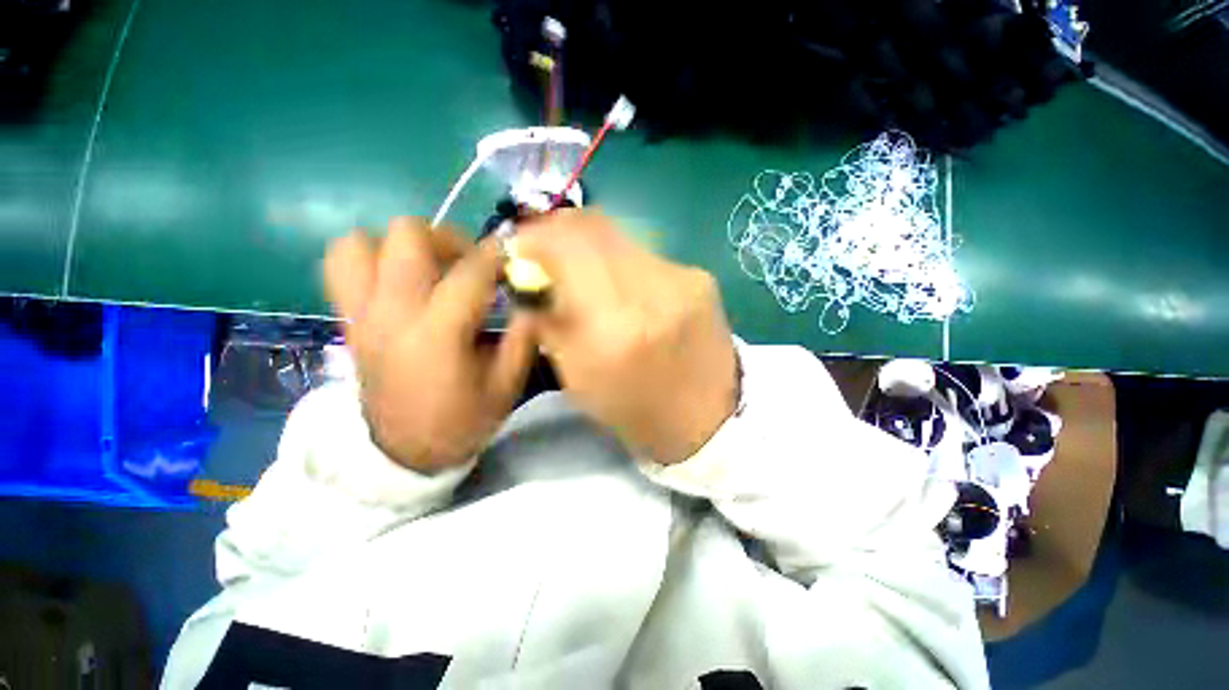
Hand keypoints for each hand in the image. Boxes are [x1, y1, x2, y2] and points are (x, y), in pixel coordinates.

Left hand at [322, 217, 534, 472]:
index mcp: (437, 333)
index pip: (469, 273)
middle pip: (407, 236)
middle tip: (470, 263)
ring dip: (400, 245)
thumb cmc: (462, 420)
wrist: (404, 452)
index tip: (513, 255)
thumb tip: (532, 299)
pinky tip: (401, 281)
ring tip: (430, 267)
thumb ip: (523, 337)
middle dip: (447, 239)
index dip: (497, 255)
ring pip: (360, 242)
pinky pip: (342, 267)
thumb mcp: (506, 385)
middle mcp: (392, 313)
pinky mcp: (349, 320)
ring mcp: (362, 314)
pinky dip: (371, 260)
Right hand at [514, 210, 738, 463]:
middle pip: (594, 224)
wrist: (707, 416)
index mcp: (615, 324)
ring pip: (620, 235)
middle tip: (546, 253)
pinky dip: (621, 263)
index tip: (518, 249)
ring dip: (590, 247)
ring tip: (583, 273)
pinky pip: (645, 254)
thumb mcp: (574, 374)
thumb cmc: (634, 407)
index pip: (566, 244)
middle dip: (559, 231)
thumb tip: (527, 275)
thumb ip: (546, 318)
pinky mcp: (700, 276)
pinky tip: (623, 288)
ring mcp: (683, 277)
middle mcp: (652, 288)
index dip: (533, 236)